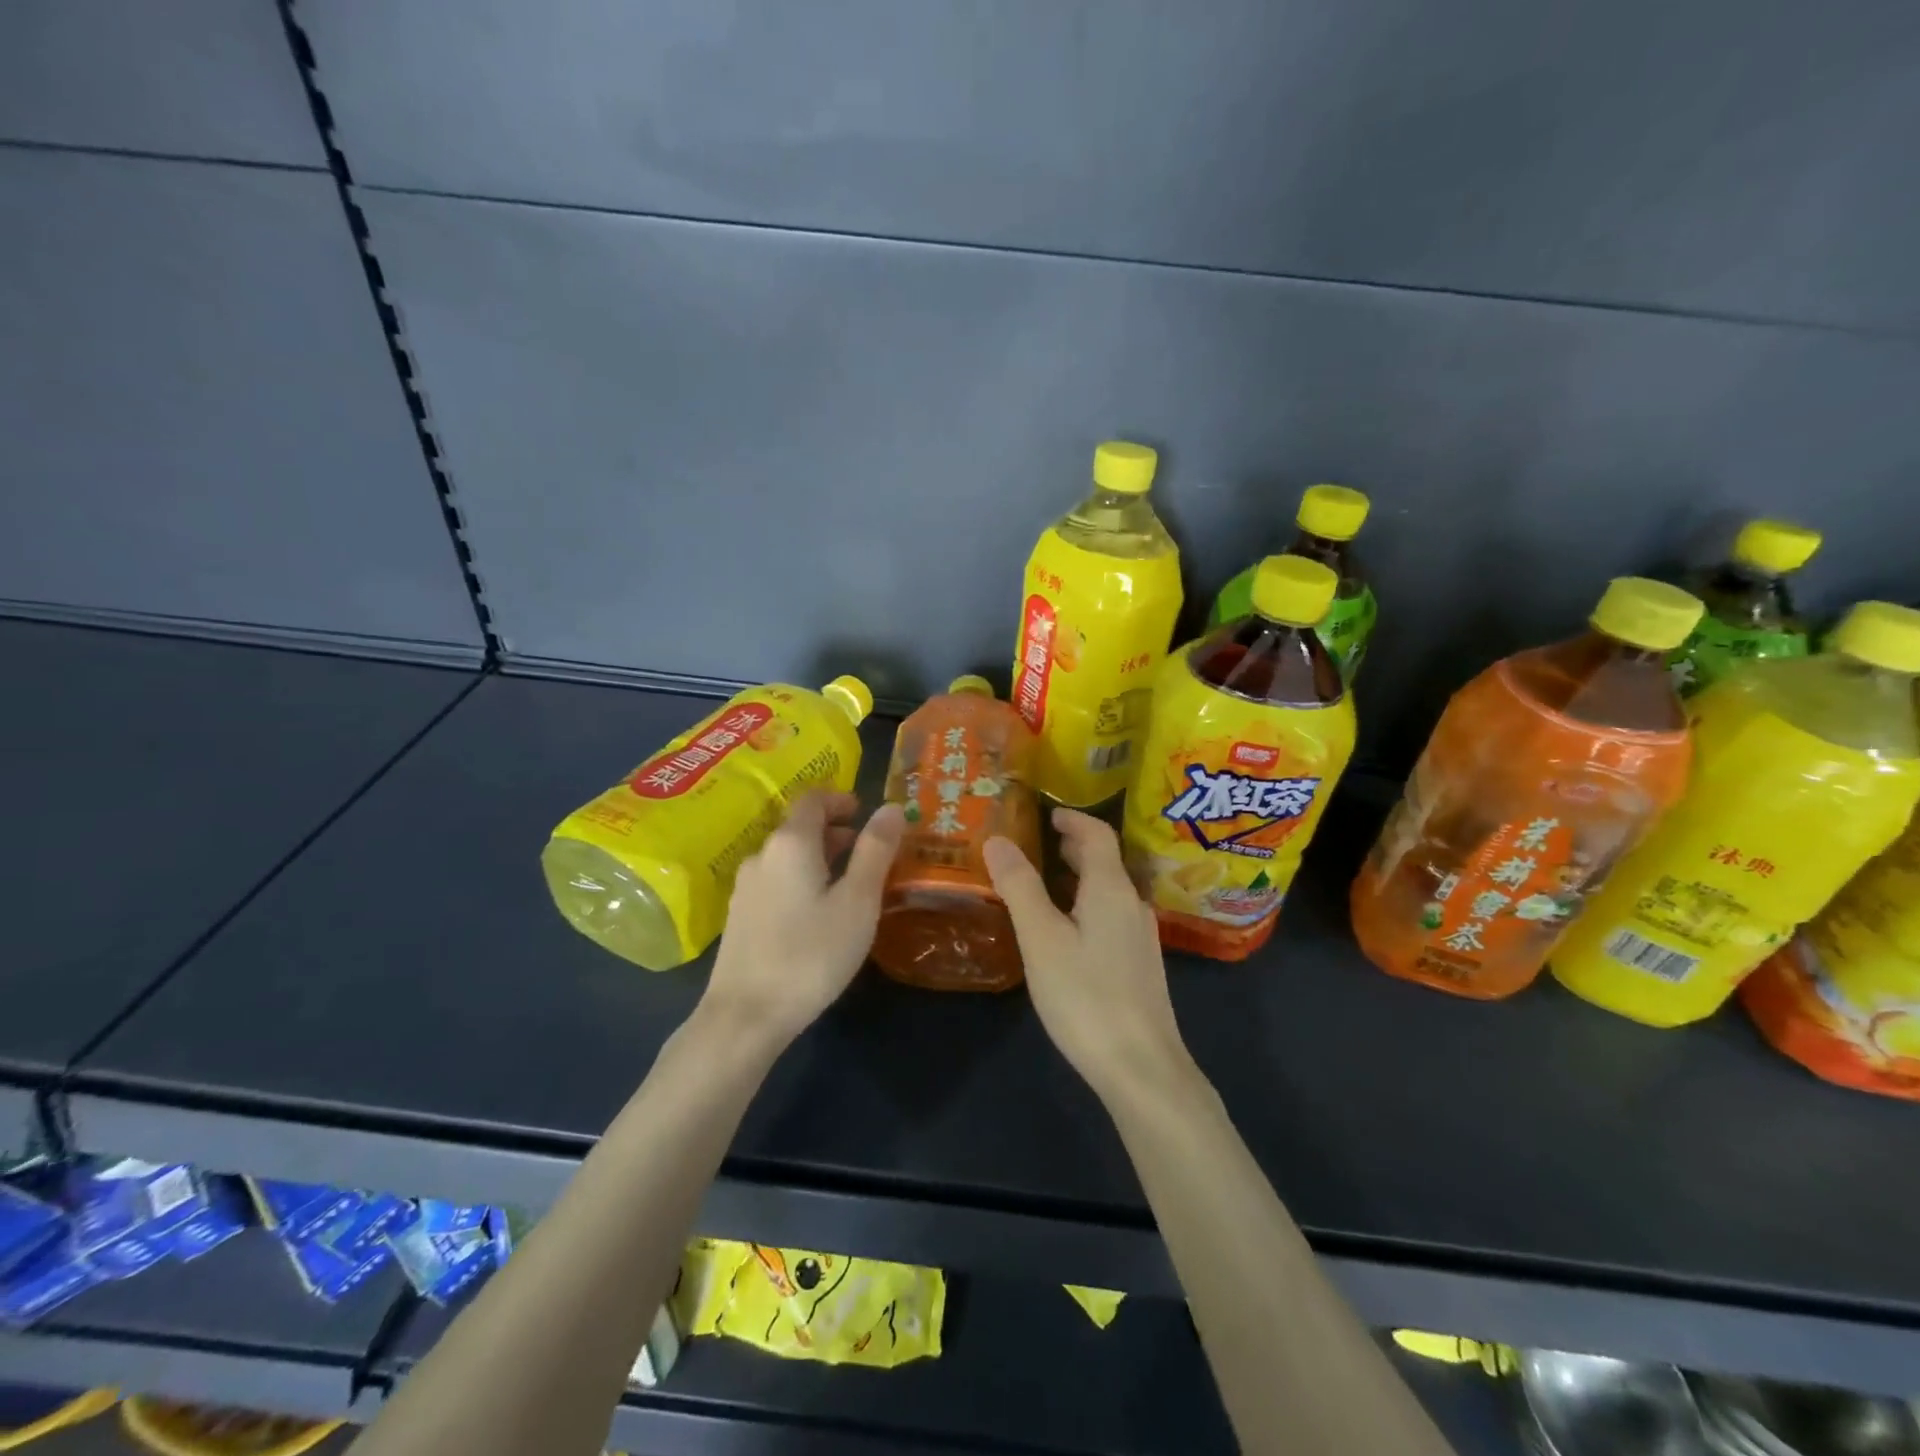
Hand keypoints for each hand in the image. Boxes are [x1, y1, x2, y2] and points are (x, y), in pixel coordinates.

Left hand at [704, 791, 905, 1046]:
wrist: (745, 1016)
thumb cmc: (811, 954)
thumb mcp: (857, 901)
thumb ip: (875, 850)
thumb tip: (890, 807)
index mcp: (791, 843)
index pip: (813, 798)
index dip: (841, 799)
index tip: (866, 813)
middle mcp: (762, 855)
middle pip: (800, 827)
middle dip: (836, 831)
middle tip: (870, 852)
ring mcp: (745, 887)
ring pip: (788, 856)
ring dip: (820, 857)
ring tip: (851, 884)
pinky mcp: (740, 916)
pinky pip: (777, 881)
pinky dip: (802, 880)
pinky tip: (819, 914)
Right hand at [983, 808, 1192, 1103]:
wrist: (1141, 1067)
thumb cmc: (1086, 996)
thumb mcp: (1041, 938)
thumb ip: (1020, 887)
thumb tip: (998, 839)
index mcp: (1111, 889)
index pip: (1097, 835)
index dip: (1073, 819)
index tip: (1047, 813)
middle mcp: (1132, 904)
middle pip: (1104, 861)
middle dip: (1072, 847)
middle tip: (1037, 843)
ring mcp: (1140, 936)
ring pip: (1107, 891)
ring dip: (1078, 877)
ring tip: (1043, 882)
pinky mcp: (1140, 964)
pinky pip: (1110, 915)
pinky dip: (1085, 905)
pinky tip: (1065, 929)